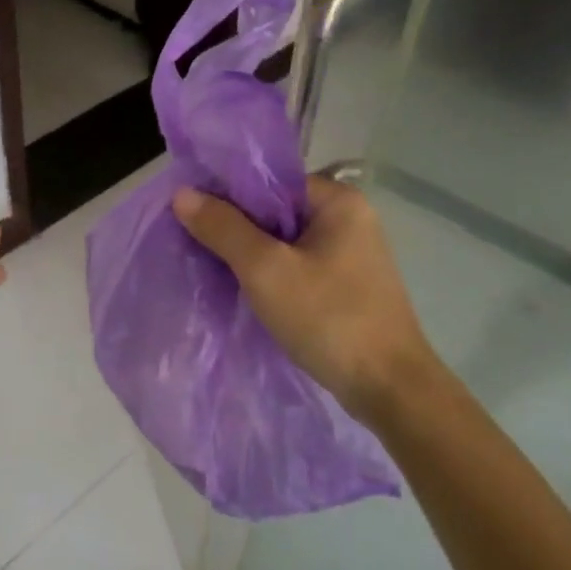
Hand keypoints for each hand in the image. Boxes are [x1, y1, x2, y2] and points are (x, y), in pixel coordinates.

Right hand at [172, 177, 442, 424]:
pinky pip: (296, 267)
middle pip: (276, 210)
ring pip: (284, 242)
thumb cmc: (328, 318)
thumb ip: (224, 229)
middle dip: (235, 226)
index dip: (227, 193)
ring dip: (249, 253)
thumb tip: (182, 193)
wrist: (388, 388)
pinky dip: (269, 274)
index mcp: (338, 201)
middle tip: (191, 240)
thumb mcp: (266, 270)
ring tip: (208, 264)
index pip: (270, 181)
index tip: (188, 211)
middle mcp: (349, 219)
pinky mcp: (346, 286)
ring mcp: (350, 255)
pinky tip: (242, 288)